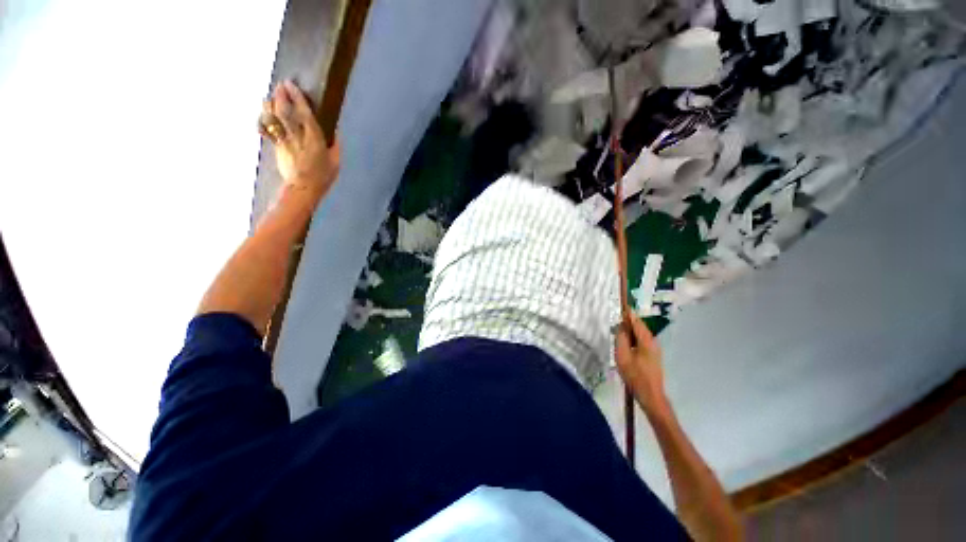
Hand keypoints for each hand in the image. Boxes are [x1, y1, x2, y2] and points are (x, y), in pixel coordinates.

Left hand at [261, 80, 339, 200]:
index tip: (292, 85)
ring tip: (270, 96)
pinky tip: (264, 114)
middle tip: (280, 85)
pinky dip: (265, 119)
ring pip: (274, 117)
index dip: (297, 97)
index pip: (303, 112)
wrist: (303, 188)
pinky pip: (268, 129)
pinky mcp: (276, 146)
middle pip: (284, 110)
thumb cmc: (323, 176)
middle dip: (281, 96)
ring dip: (270, 104)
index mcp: (313, 138)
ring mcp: (284, 140)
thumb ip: (334, 145)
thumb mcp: (335, 161)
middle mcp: (297, 135)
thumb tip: (334, 131)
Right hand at [615, 314, 668, 415]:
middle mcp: (653, 342)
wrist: (651, 396)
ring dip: (630, 331)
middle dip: (628, 322)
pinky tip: (625, 344)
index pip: (637, 321)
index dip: (628, 313)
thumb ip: (621, 338)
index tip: (621, 305)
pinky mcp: (653, 356)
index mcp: (647, 340)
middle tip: (616, 320)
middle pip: (639, 327)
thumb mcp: (623, 356)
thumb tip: (621, 326)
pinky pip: (641, 341)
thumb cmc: (635, 375)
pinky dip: (633, 339)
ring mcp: (654, 350)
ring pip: (640, 335)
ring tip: (618, 331)